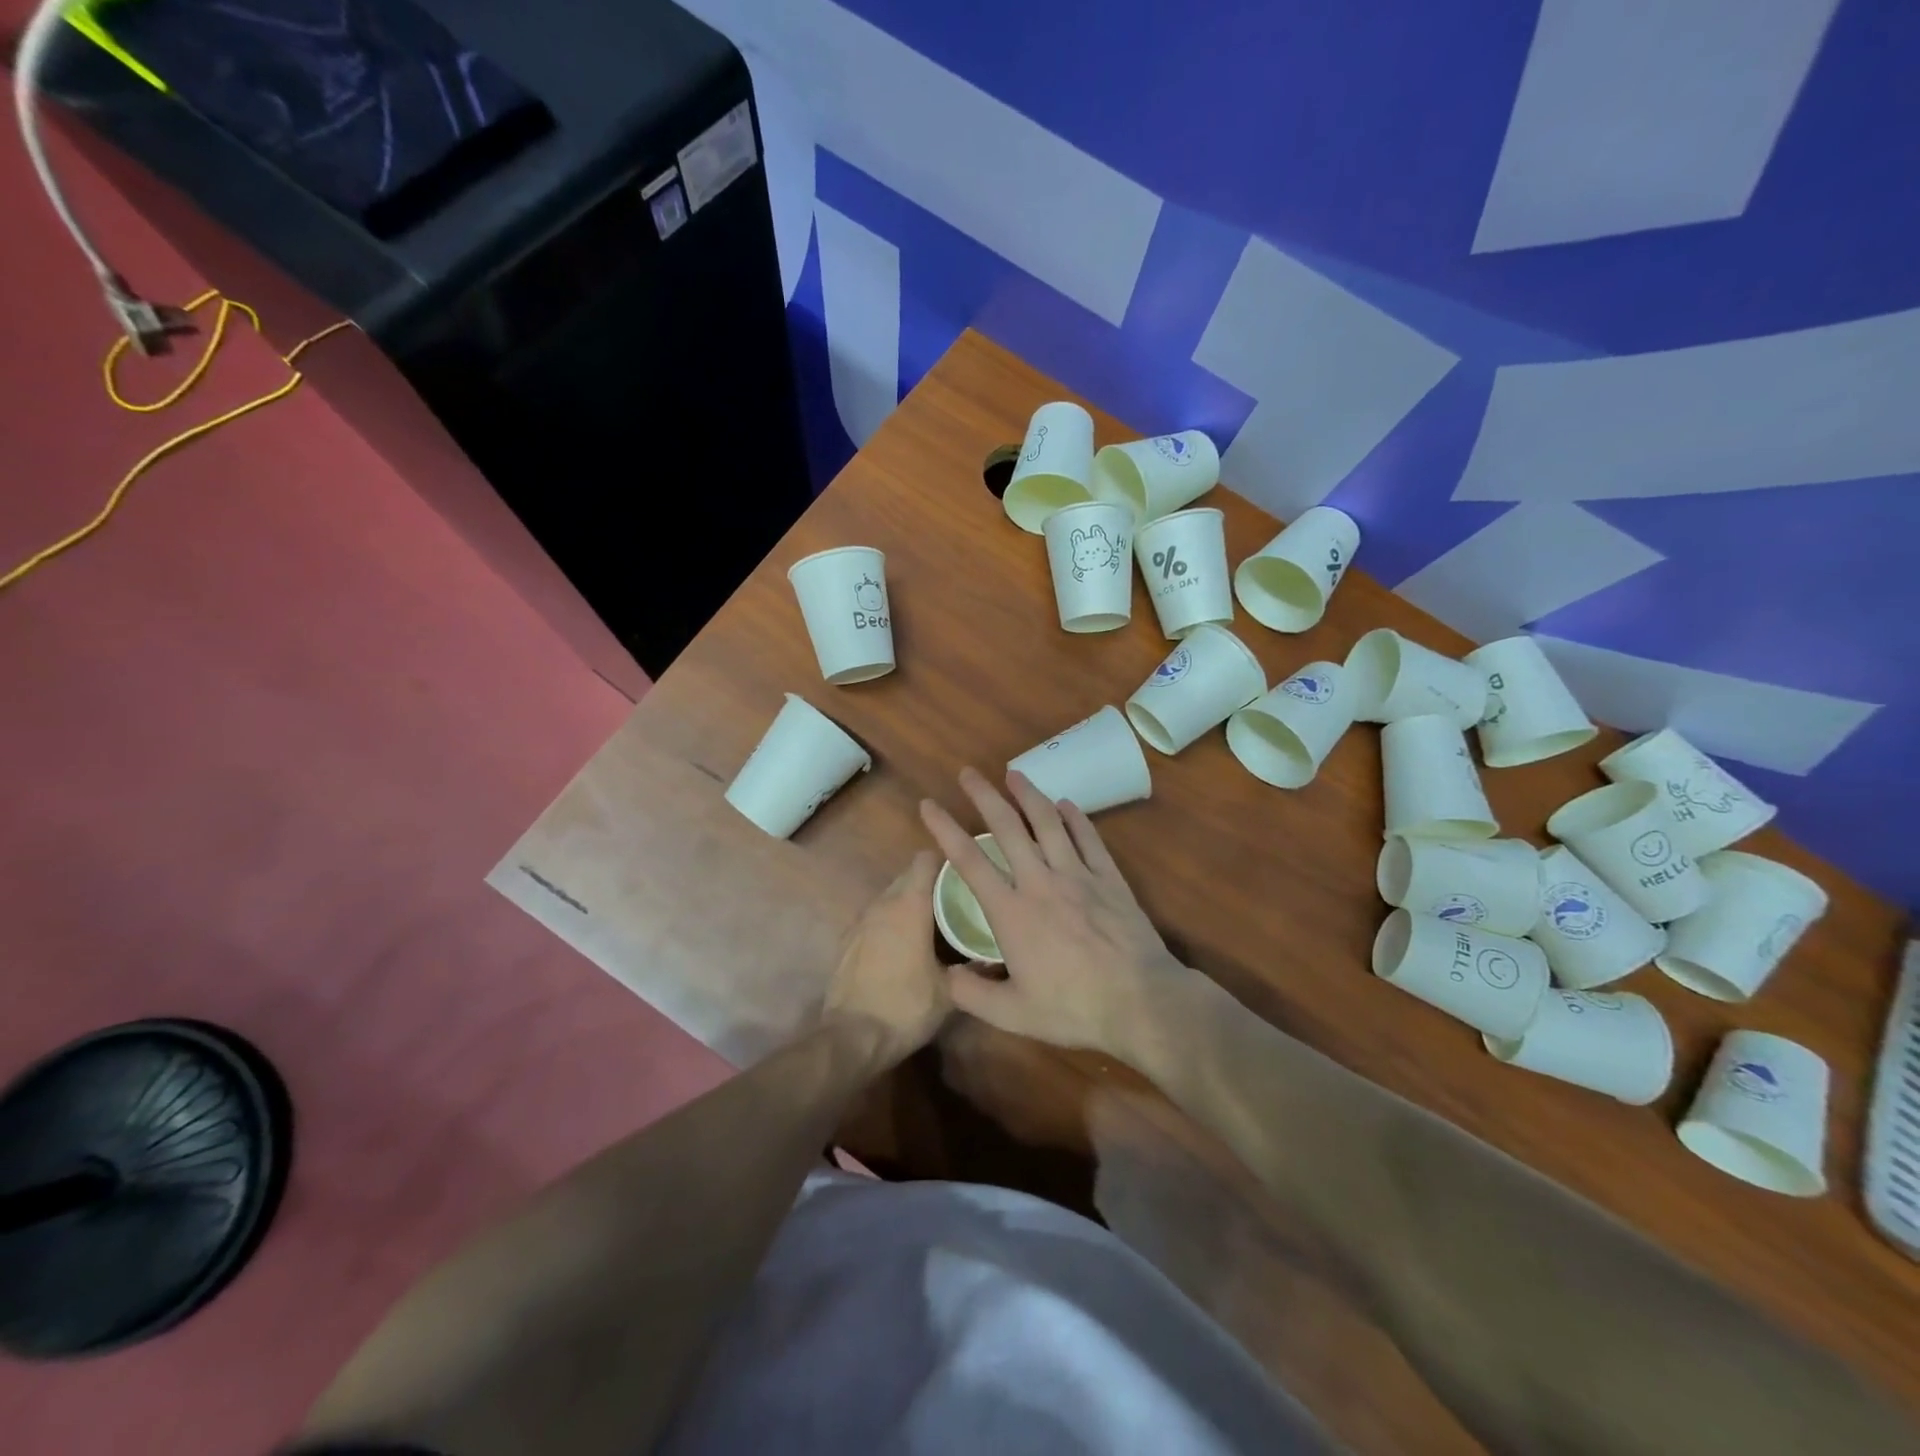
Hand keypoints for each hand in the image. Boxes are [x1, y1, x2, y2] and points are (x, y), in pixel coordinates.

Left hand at [823, 852, 951, 1061]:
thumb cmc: (905, 1007)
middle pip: (907, 876)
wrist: (851, 1038)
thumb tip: (993, 957)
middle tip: (955, 901)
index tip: (965, 875)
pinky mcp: (847, 940)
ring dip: (909, 904)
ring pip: (890, 897)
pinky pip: (875, 918)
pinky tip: (904, 947)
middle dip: (930, 883)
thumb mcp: (949, 992)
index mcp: (909, 905)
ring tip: (933, 924)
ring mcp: (860, 921)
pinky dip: (891, 923)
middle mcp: (882, 904)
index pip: (925, 860)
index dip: (946, 862)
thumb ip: (972, 968)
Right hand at [919, 767, 1195, 1065]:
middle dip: (984, 795)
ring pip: (1048, 823)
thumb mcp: (1012, 1014)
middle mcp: (1040, 881)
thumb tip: (945, 973)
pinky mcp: (1109, 878)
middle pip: (1006, 827)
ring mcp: (1077, 875)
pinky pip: (1088, 838)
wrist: (1140, 1001)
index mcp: (1011, 911)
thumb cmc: (1073, 1008)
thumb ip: (971, 994)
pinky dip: (1075, 817)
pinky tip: (1066, 804)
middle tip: (968, 773)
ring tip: (1014, 773)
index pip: (969, 860)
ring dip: (1029, 794)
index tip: (928, 804)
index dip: (944, 829)